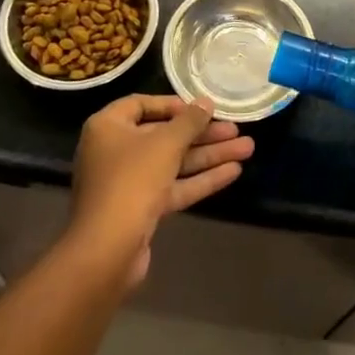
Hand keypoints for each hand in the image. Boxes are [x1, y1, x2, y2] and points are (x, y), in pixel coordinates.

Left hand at [69, 94, 253, 285]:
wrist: (107, 252)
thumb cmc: (132, 181)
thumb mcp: (166, 143)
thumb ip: (190, 121)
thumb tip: (206, 102)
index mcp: (108, 128)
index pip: (141, 104)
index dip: (173, 105)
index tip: (201, 108)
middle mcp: (115, 152)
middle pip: (164, 135)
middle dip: (203, 134)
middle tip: (237, 130)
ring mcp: (128, 183)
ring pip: (174, 163)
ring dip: (209, 156)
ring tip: (247, 148)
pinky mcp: (141, 210)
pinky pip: (174, 187)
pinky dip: (201, 179)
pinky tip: (233, 172)